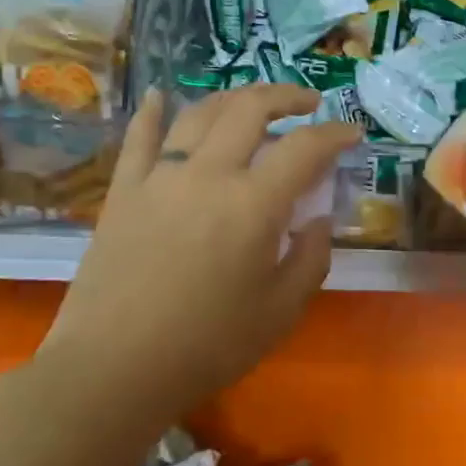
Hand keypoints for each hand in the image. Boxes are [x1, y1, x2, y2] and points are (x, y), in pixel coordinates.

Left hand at [38, 85, 359, 413]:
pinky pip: (139, 138)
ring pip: (200, 114)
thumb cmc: (208, 347)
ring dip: (233, 98)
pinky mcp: (123, 191)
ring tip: (253, 103)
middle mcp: (209, 175)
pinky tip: (160, 96)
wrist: (113, 369)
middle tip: (308, 103)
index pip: (305, 148)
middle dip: (286, 97)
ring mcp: (160, 177)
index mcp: (254, 205)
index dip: (335, 134)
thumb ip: (310, 258)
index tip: (352, 133)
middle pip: (250, 110)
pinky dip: (152, 112)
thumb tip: (317, 221)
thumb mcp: (281, 312)